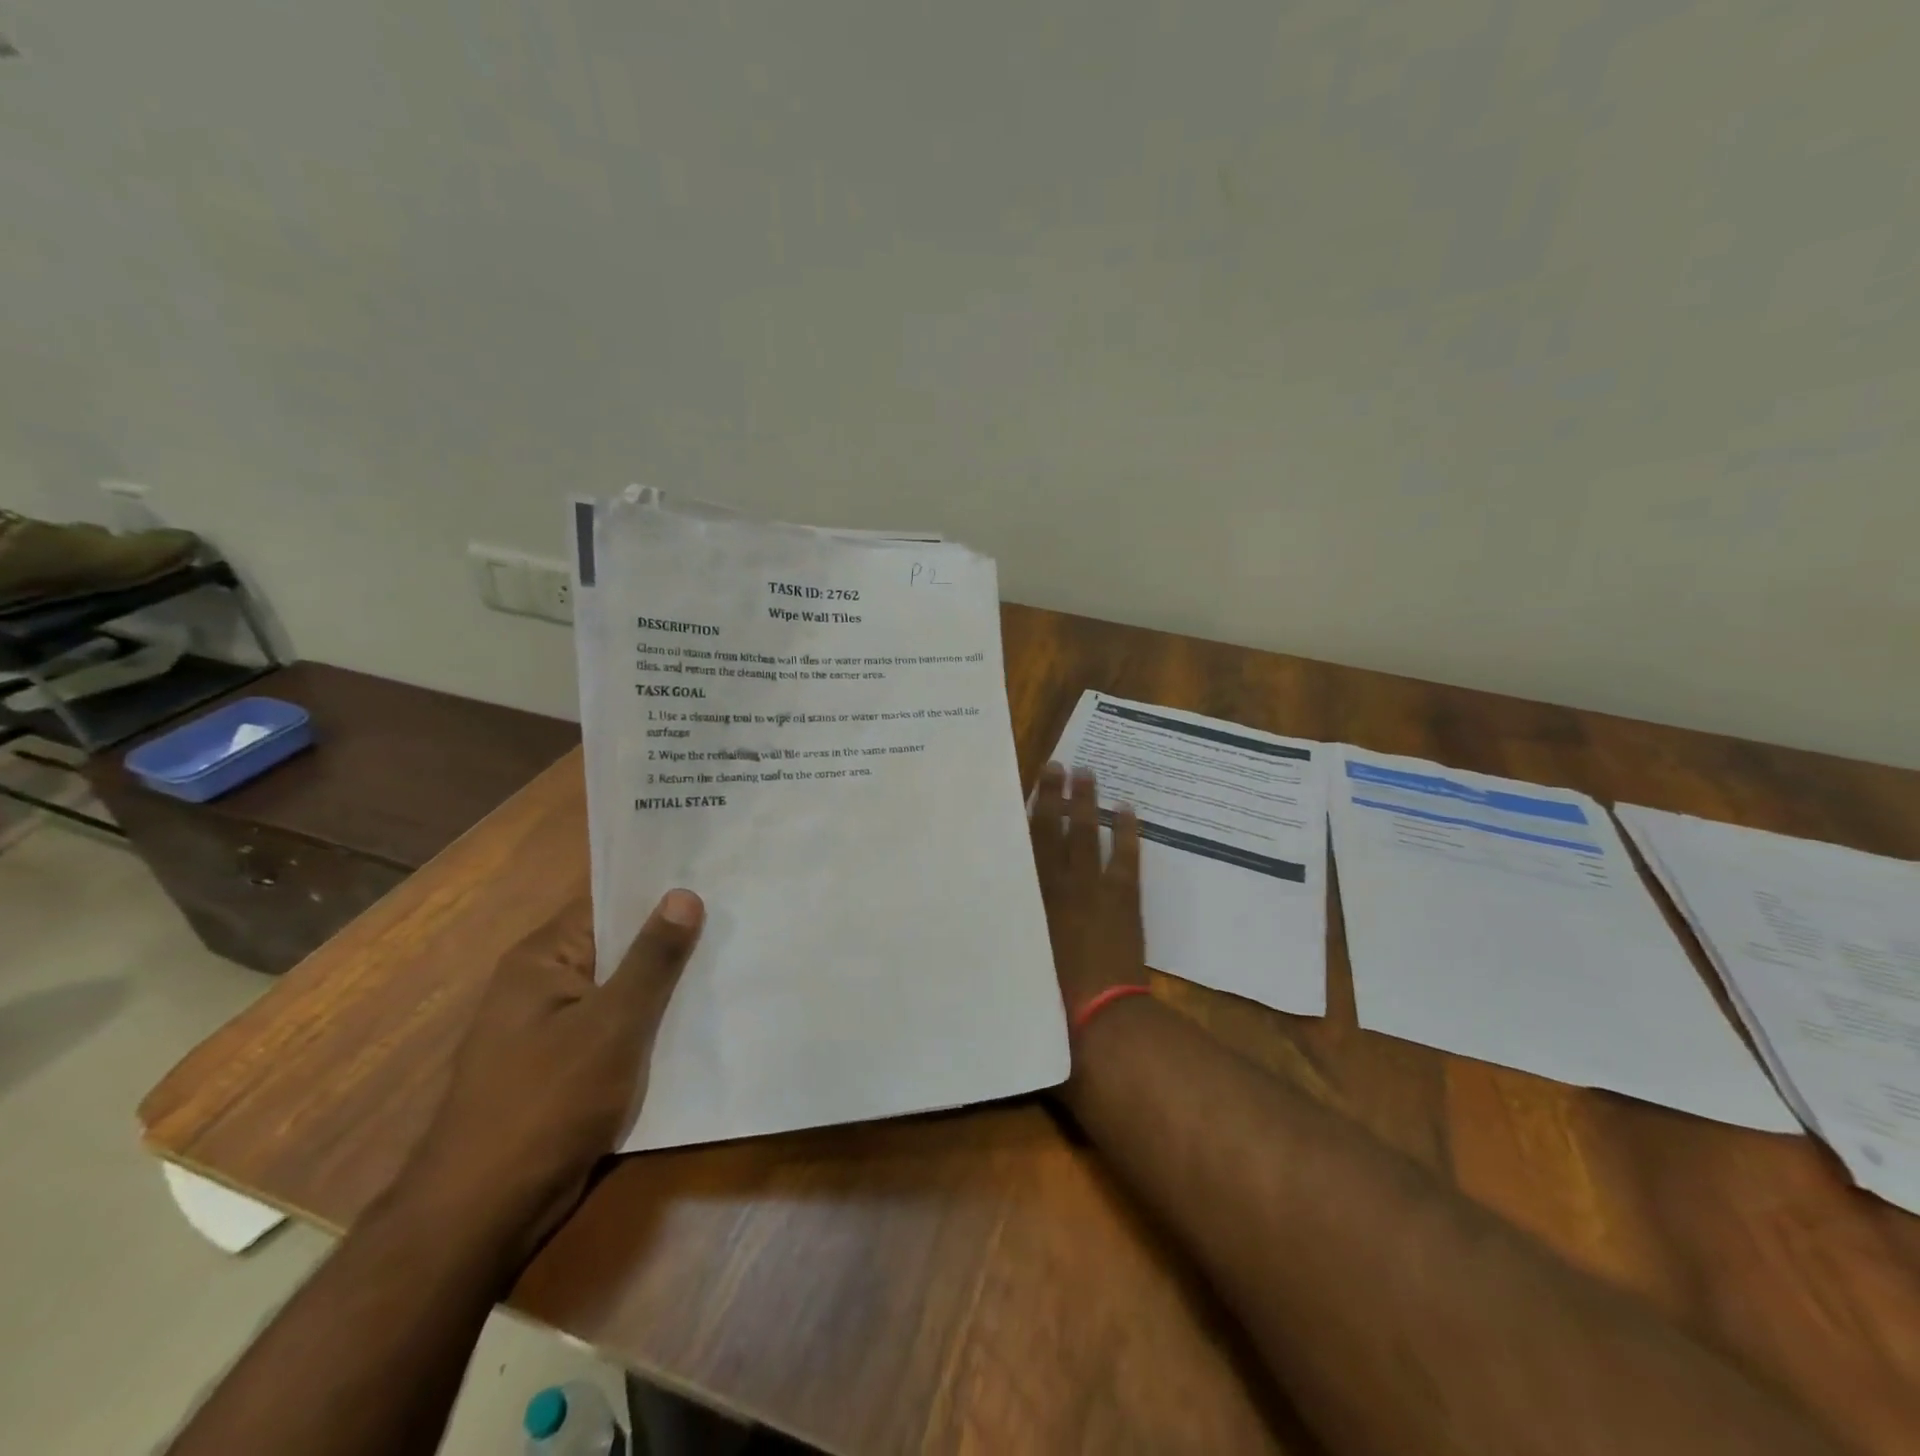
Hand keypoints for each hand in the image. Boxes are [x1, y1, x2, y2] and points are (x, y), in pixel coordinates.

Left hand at [395, 888, 704, 1261]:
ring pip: (623, 989)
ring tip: (732, 959)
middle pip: (618, 945)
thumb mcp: (611, 1025)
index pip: (608, 904)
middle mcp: (543, 983)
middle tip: (738, 917)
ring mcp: (554, 1027)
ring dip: (667, 984)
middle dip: (672, 938)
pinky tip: (701, 1018)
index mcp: (542, 958)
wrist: (485, 1214)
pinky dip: (653, 1022)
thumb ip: (651, 959)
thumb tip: (683, 894)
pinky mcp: (567, 1066)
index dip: (660, 892)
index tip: (716, 879)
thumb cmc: (546, 1103)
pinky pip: (619, 1027)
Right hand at [1029, 763, 1146, 1019]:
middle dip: (1058, 795)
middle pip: (1058, 829)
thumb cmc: (1051, 990)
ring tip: (1088, 773)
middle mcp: (1061, 882)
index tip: (1032, 783)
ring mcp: (1096, 887)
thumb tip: (1000, 896)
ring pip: (1089, 835)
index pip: (1030, 842)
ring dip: (1089, 803)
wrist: (1101, 1014)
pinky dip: (1128, 833)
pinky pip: (1126, 858)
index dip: (1032, 810)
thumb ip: (1015, 918)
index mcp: (1033, 894)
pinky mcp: (1124, 899)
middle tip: (1059, 765)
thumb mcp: (1021, 949)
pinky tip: (1127, 809)